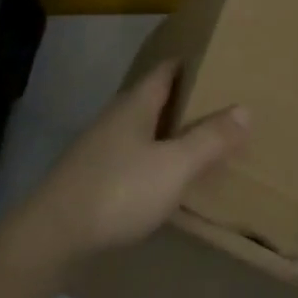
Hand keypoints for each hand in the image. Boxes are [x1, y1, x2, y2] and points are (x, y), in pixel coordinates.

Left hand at [4, 61, 249, 269]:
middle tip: (219, 102)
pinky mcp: (91, 177)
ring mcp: (98, 148)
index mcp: (135, 106)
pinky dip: (153, 158)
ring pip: (141, 130)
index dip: (190, 63)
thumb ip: (209, 139)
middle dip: (183, 99)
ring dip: (168, 131)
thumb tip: (245, 109)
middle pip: (153, 99)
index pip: (166, 71)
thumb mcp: (175, 165)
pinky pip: (131, 156)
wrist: (53, 236)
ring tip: (200, 139)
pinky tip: (166, 177)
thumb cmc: (119, 191)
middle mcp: (114, 119)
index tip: (216, 60)